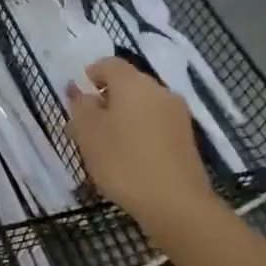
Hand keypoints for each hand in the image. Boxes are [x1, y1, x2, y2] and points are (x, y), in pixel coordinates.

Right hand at [65, 57, 215, 223]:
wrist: (175, 202)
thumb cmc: (123, 161)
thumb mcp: (88, 132)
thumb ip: (81, 106)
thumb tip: (81, 92)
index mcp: (133, 83)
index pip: (109, 63)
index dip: (91, 73)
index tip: (79, 95)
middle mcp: (159, 91)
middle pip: (128, 84)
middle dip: (106, 98)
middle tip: (86, 123)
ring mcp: (176, 114)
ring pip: (142, 105)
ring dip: (122, 116)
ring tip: (105, 144)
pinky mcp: (186, 138)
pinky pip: (155, 124)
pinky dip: (138, 131)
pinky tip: (128, 155)